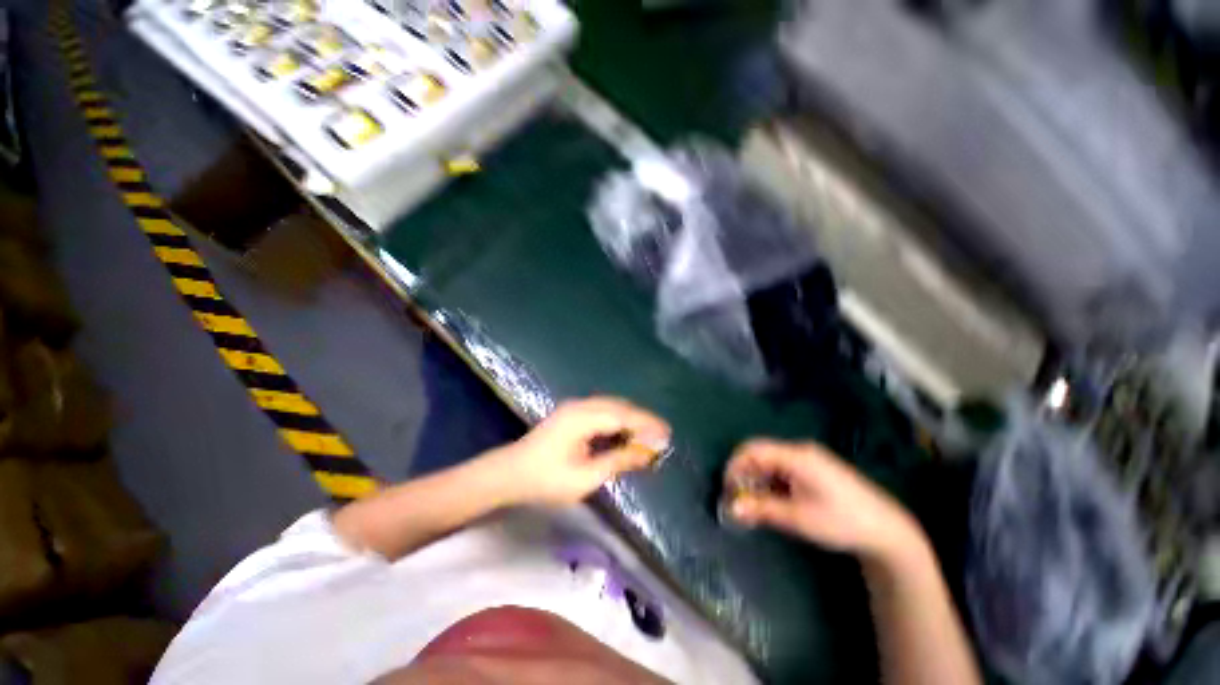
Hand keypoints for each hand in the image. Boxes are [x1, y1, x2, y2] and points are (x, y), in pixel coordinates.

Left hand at [493, 397, 670, 506]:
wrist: (509, 473)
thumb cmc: (545, 480)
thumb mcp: (585, 477)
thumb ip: (618, 461)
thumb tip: (647, 452)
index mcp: (583, 418)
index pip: (624, 415)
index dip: (647, 424)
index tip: (667, 434)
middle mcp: (580, 405)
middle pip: (619, 406)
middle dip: (642, 419)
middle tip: (661, 436)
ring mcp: (574, 407)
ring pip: (611, 406)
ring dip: (631, 418)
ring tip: (647, 435)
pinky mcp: (571, 413)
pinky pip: (602, 410)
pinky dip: (618, 419)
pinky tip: (624, 431)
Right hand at [724, 439, 926, 564]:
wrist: (887, 530)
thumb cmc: (841, 521)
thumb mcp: (798, 517)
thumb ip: (762, 509)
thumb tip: (731, 507)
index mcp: (796, 455)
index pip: (753, 449)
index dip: (735, 465)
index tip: (726, 488)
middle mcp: (800, 451)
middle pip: (760, 454)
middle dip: (744, 474)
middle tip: (738, 499)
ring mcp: (808, 459)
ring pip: (771, 462)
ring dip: (757, 480)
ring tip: (753, 504)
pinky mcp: (814, 470)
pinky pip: (783, 469)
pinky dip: (771, 483)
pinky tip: (772, 501)